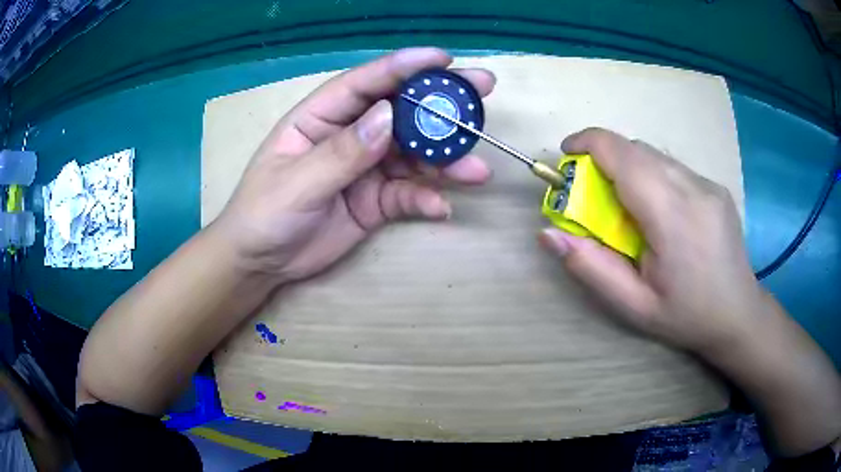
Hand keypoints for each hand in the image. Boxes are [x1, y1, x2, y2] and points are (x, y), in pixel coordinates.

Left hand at [213, 48, 494, 282]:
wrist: (261, 262)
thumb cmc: (264, 213)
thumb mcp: (297, 182)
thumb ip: (342, 152)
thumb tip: (388, 116)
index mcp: (322, 117)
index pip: (366, 83)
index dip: (404, 67)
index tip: (443, 59)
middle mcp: (350, 134)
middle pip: (401, 111)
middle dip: (442, 102)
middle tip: (484, 91)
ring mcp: (366, 168)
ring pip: (413, 155)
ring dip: (445, 161)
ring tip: (476, 170)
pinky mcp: (376, 200)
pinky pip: (408, 195)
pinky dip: (426, 199)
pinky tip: (441, 208)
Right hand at [539, 128, 764, 355]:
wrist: (738, 314)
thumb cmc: (685, 316)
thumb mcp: (632, 305)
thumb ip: (590, 267)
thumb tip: (548, 234)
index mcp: (672, 216)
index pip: (623, 154)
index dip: (587, 143)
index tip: (566, 157)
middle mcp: (693, 187)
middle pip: (636, 149)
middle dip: (604, 159)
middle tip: (593, 195)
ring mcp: (708, 183)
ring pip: (655, 155)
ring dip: (629, 168)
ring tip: (627, 208)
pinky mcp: (715, 186)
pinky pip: (673, 167)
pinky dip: (652, 177)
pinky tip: (658, 212)